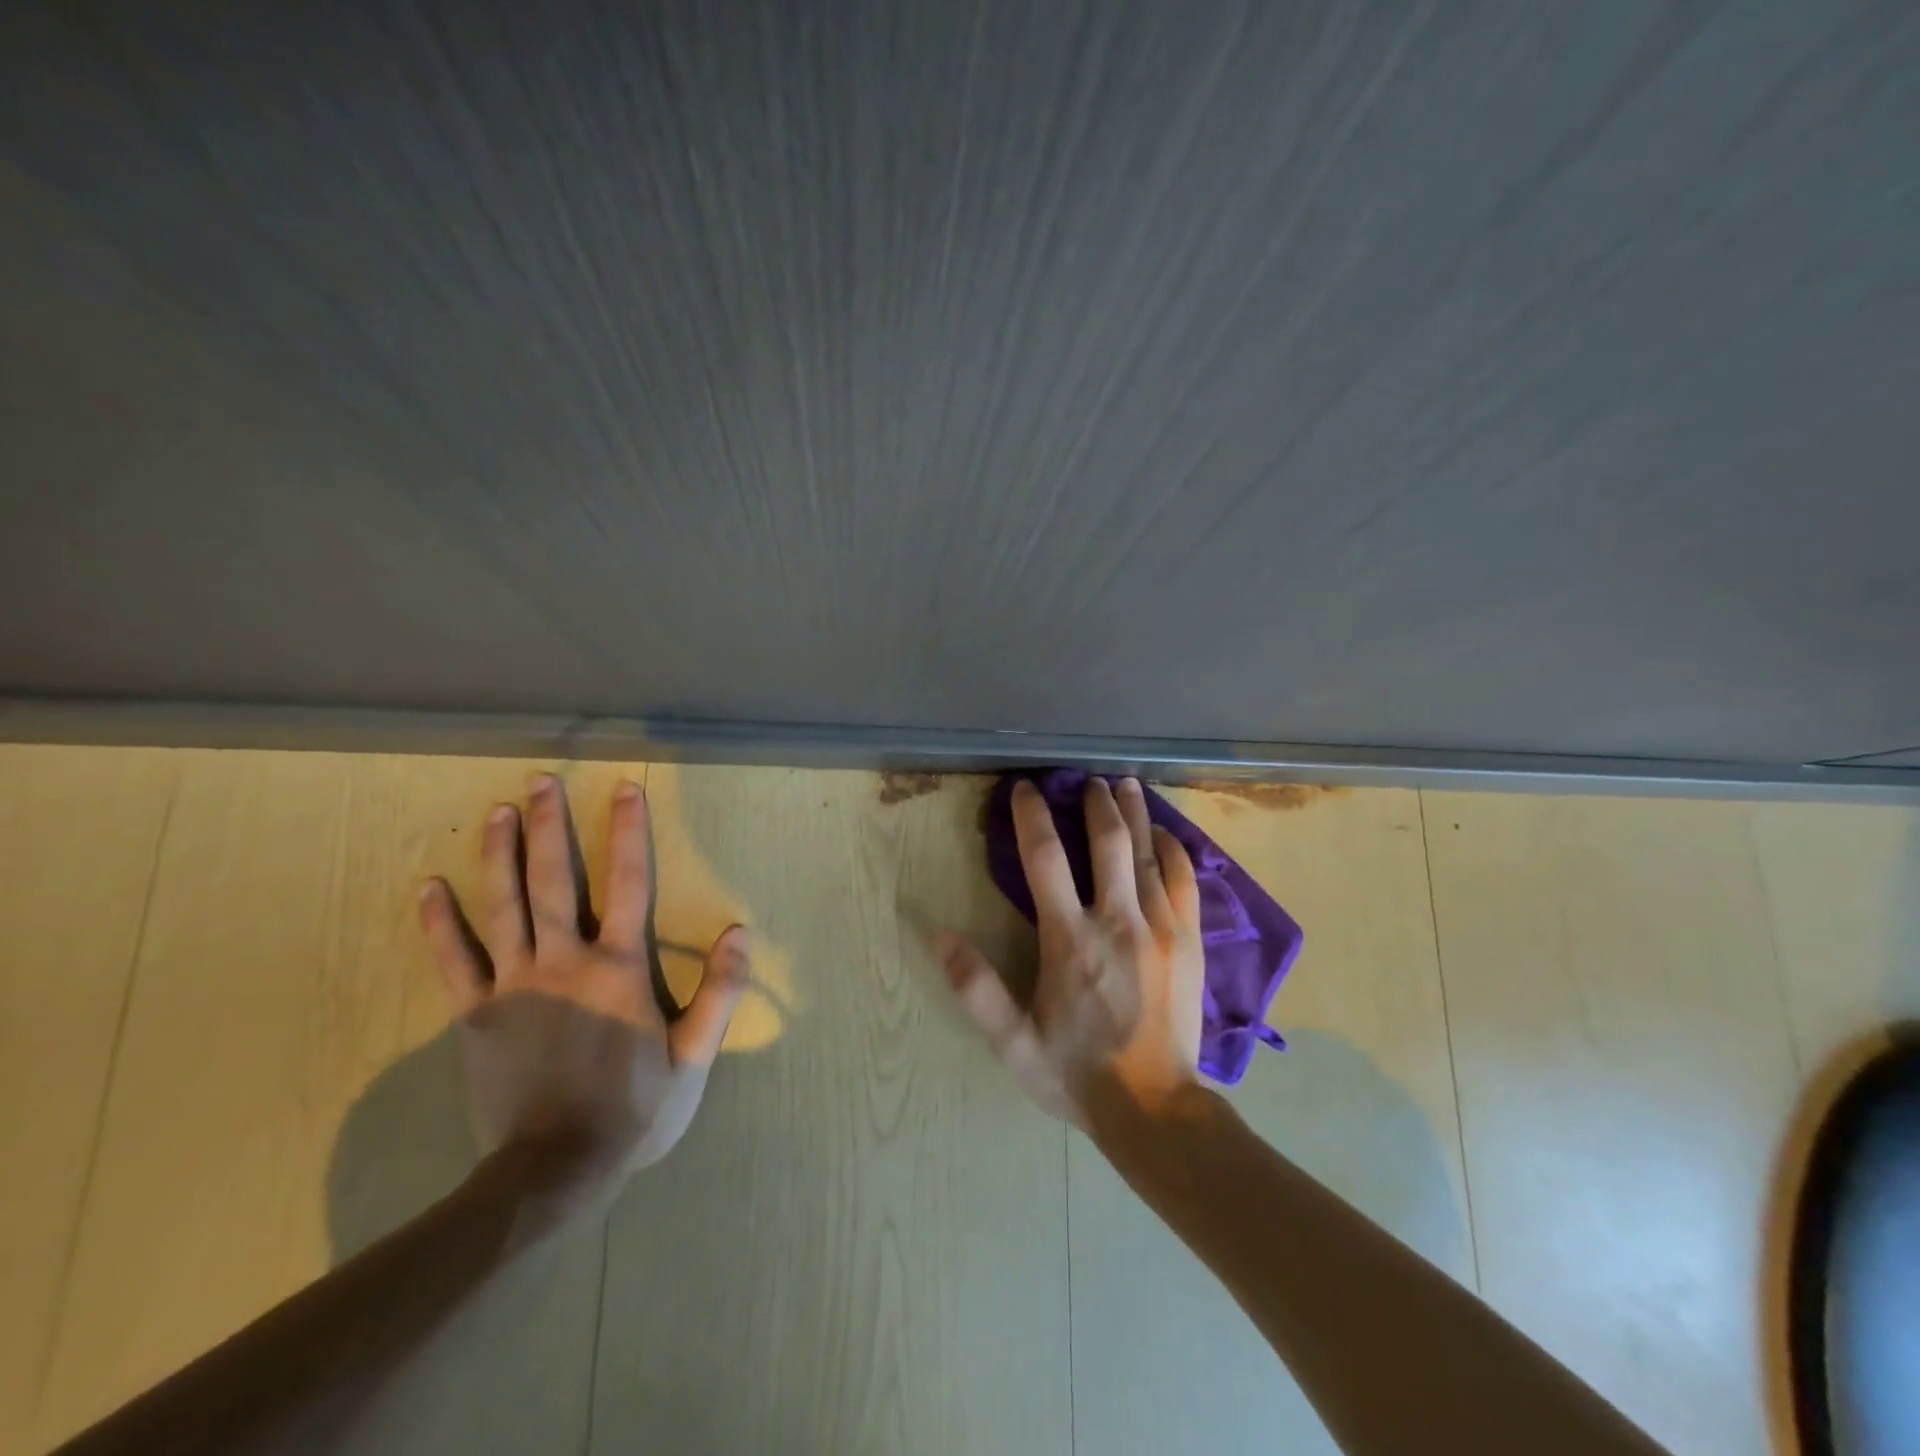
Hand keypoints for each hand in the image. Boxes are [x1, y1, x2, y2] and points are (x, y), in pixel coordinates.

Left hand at [418, 774, 748, 1218]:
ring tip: (497, 812)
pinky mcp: (476, 1015)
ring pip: (503, 906)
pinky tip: (428, 888)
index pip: (628, 883)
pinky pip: (455, 960)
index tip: (623, 789)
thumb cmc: (635, 1108)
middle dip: (549, 826)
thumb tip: (740, 931)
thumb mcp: (695, 1055)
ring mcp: (513, 985)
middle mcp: (564, 961)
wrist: (556, 1169)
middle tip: (540, 781)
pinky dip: (440, 923)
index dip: (628, 832)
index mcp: (618, 967)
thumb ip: (720, 990)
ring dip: (499, 855)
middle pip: (553, 881)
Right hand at [939, 776, 1204, 1128]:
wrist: (1156, 1110)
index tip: (1025, 789)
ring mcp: (1161, 928)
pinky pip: (1184, 880)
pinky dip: (1174, 850)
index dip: (1032, 817)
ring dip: (1134, 814)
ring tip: (1126, 783)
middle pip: (1107, 842)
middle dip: (1095, 803)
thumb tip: (939, 934)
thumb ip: (976, 988)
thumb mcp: (1013, 1042)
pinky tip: (1165, 834)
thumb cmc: (1076, 1074)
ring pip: (1147, 853)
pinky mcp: (1190, 941)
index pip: (1044, 859)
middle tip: (1087, 779)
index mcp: (1070, 940)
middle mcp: (1117, 921)